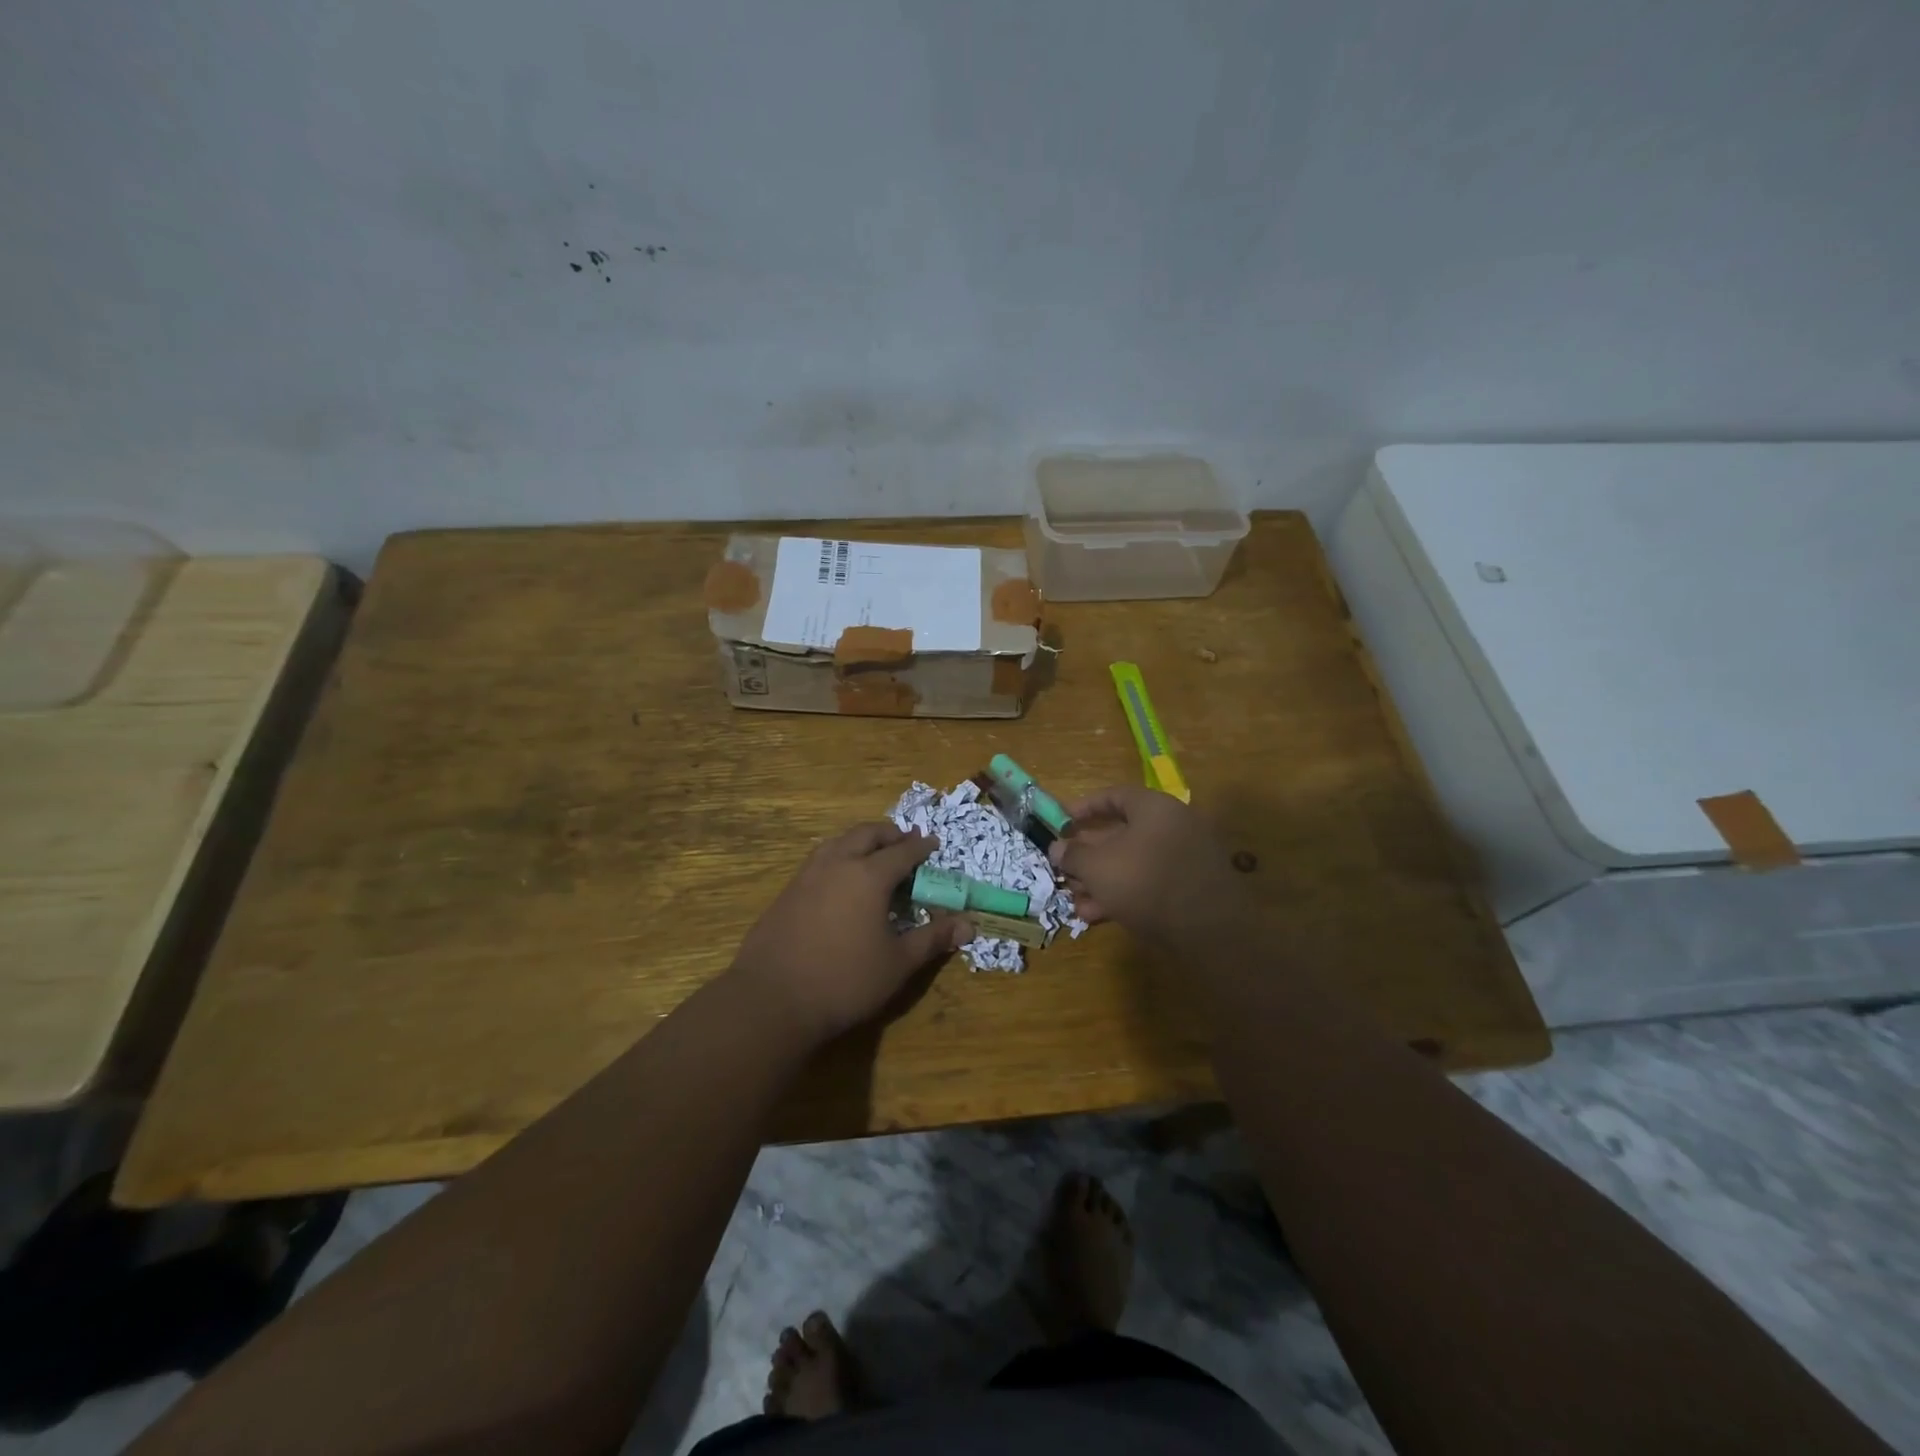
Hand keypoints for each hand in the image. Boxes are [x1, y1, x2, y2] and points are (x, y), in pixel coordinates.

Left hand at [729, 823, 970, 1042]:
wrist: (772, 999)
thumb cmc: (844, 981)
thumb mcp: (897, 963)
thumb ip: (932, 939)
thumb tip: (969, 925)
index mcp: (868, 876)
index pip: (902, 851)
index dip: (921, 847)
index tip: (933, 845)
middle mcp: (837, 864)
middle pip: (866, 834)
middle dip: (889, 834)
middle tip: (904, 841)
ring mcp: (806, 875)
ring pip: (838, 842)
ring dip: (860, 840)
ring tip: (872, 853)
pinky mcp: (786, 892)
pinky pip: (819, 860)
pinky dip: (838, 856)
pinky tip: (839, 879)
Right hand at [1049, 786, 1247, 944]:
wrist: (1208, 930)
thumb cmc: (1144, 881)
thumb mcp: (1097, 866)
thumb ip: (1073, 854)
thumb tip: (1057, 848)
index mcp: (1154, 808)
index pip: (1114, 796)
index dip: (1084, 808)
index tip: (1061, 823)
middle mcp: (1173, 826)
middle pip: (1121, 833)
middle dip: (1088, 855)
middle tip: (1065, 870)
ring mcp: (1185, 858)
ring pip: (1133, 863)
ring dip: (1101, 880)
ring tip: (1075, 900)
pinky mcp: (1190, 889)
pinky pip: (1149, 883)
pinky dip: (1123, 894)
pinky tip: (1097, 916)